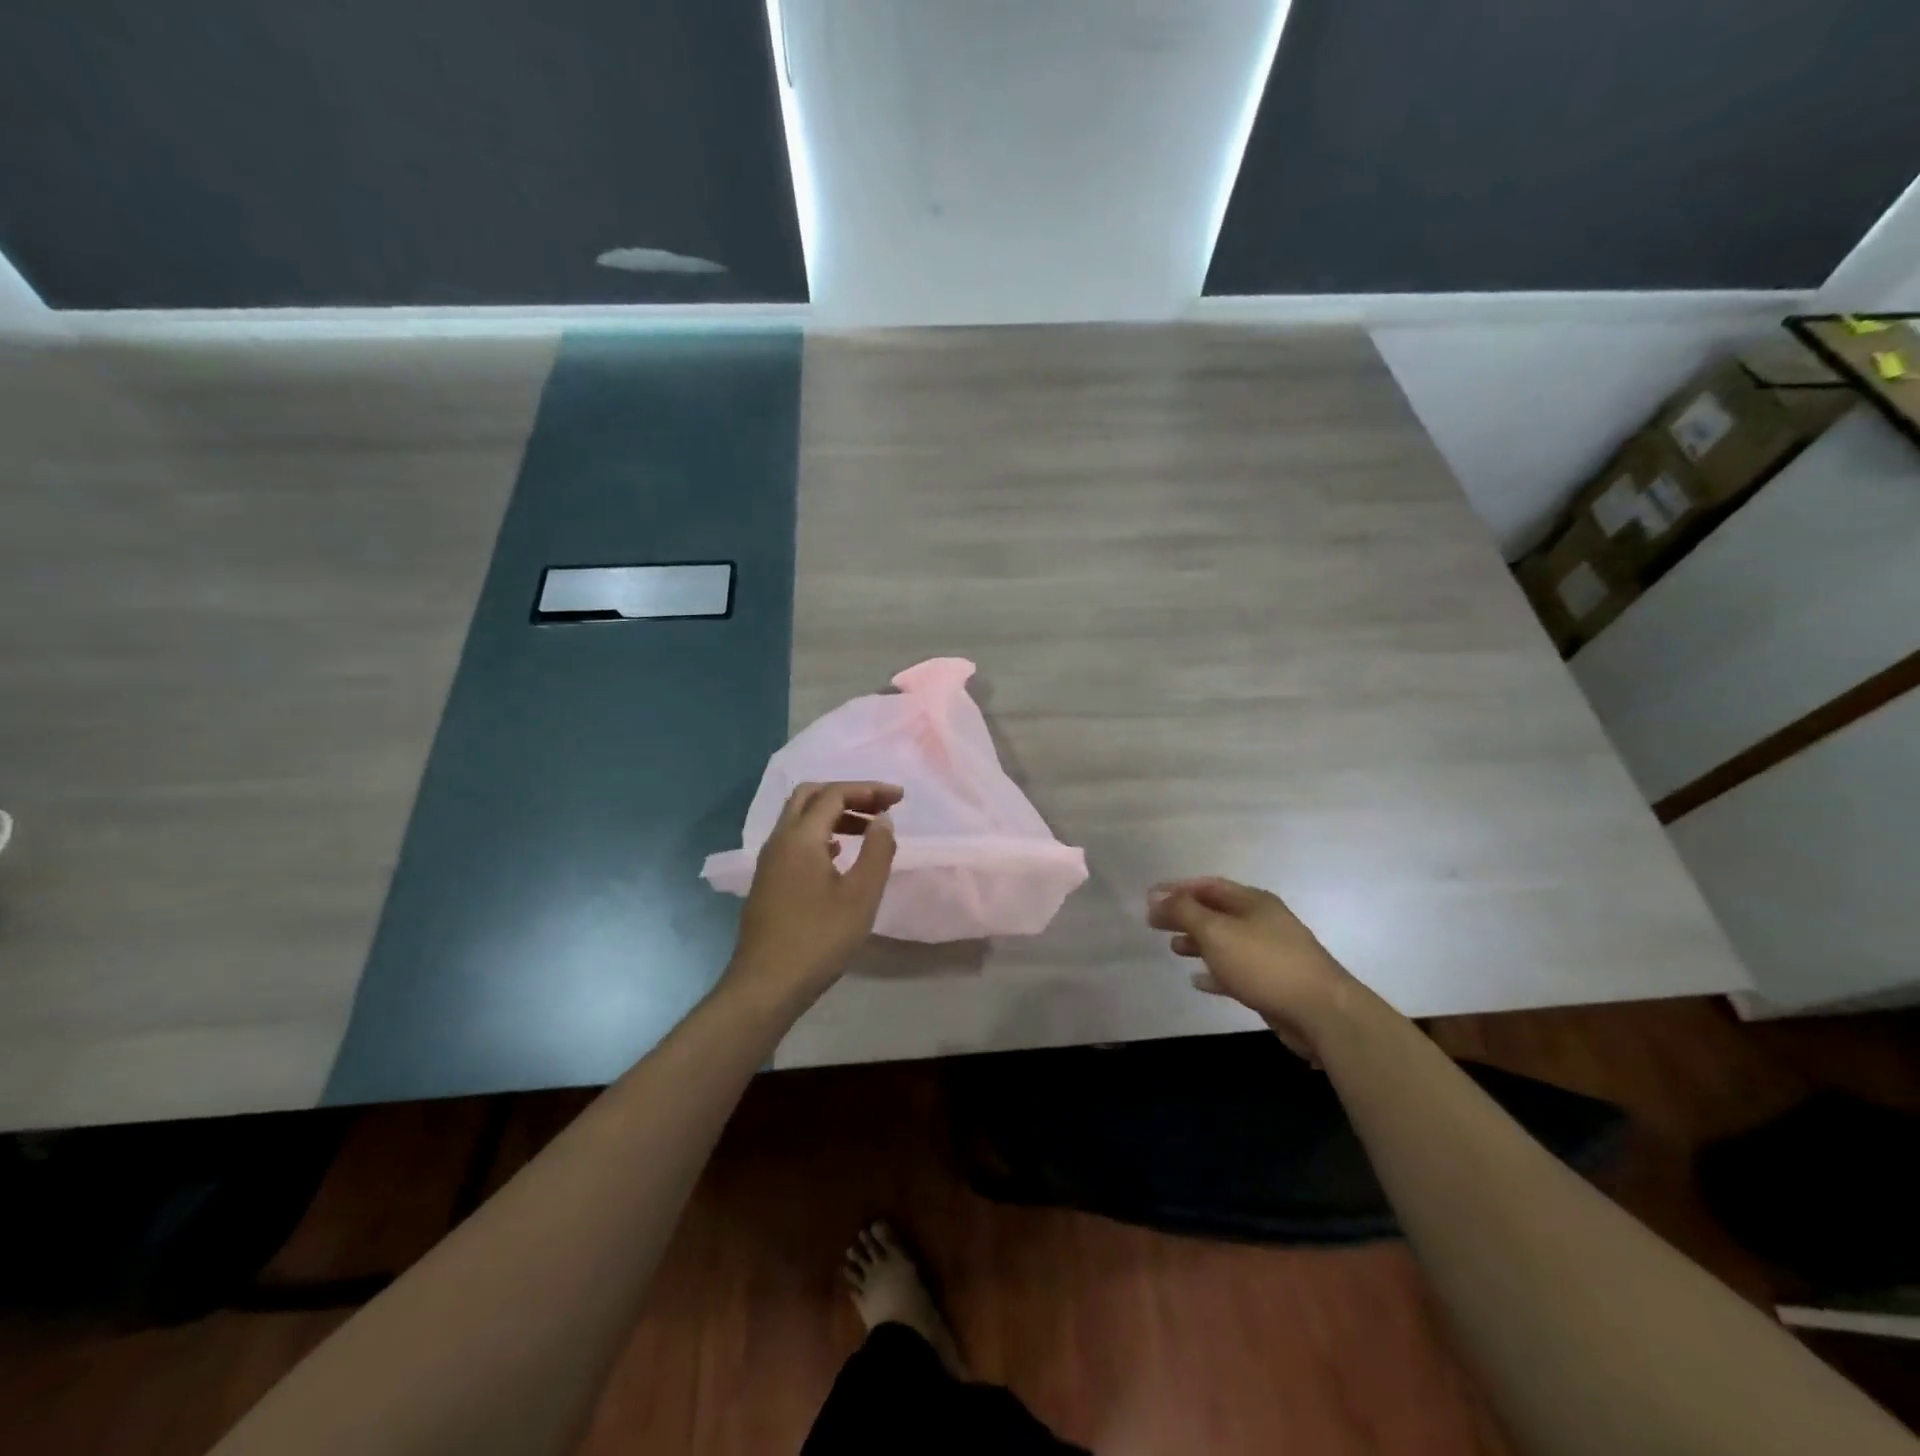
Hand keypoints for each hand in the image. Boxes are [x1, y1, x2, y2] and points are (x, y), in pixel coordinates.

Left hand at [724, 781, 901, 1014]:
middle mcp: (779, 840)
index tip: (900, 798)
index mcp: (800, 837)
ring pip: (801, 819)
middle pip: (811, 796)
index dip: (869, 789)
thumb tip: (883, 819)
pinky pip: (795, 840)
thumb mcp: (861, 895)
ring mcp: (769, 861)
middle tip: (880, 807)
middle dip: (848, 794)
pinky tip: (840, 855)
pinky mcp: (768, 880)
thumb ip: (877, 851)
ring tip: (867, 831)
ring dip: (834, 815)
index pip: (834, 794)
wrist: (766, 985)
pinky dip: (821, 834)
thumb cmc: (819, 938)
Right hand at [1147, 876, 1359, 1060]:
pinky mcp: (1273, 982)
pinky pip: (1236, 970)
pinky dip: (1215, 972)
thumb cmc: (1264, 963)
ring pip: (1225, 941)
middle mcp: (1263, 921)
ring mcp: (1271, 952)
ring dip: (1198, 942)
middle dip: (1185, 915)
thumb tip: (1157, 897)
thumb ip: (1184, 912)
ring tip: (1173, 948)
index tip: (1149, 897)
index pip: (1208, 885)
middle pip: (1216, 911)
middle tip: (1155, 923)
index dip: (1177, 889)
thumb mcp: (1216, 932)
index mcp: (1253, 901)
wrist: (1322, 1012)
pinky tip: (1198, 980)